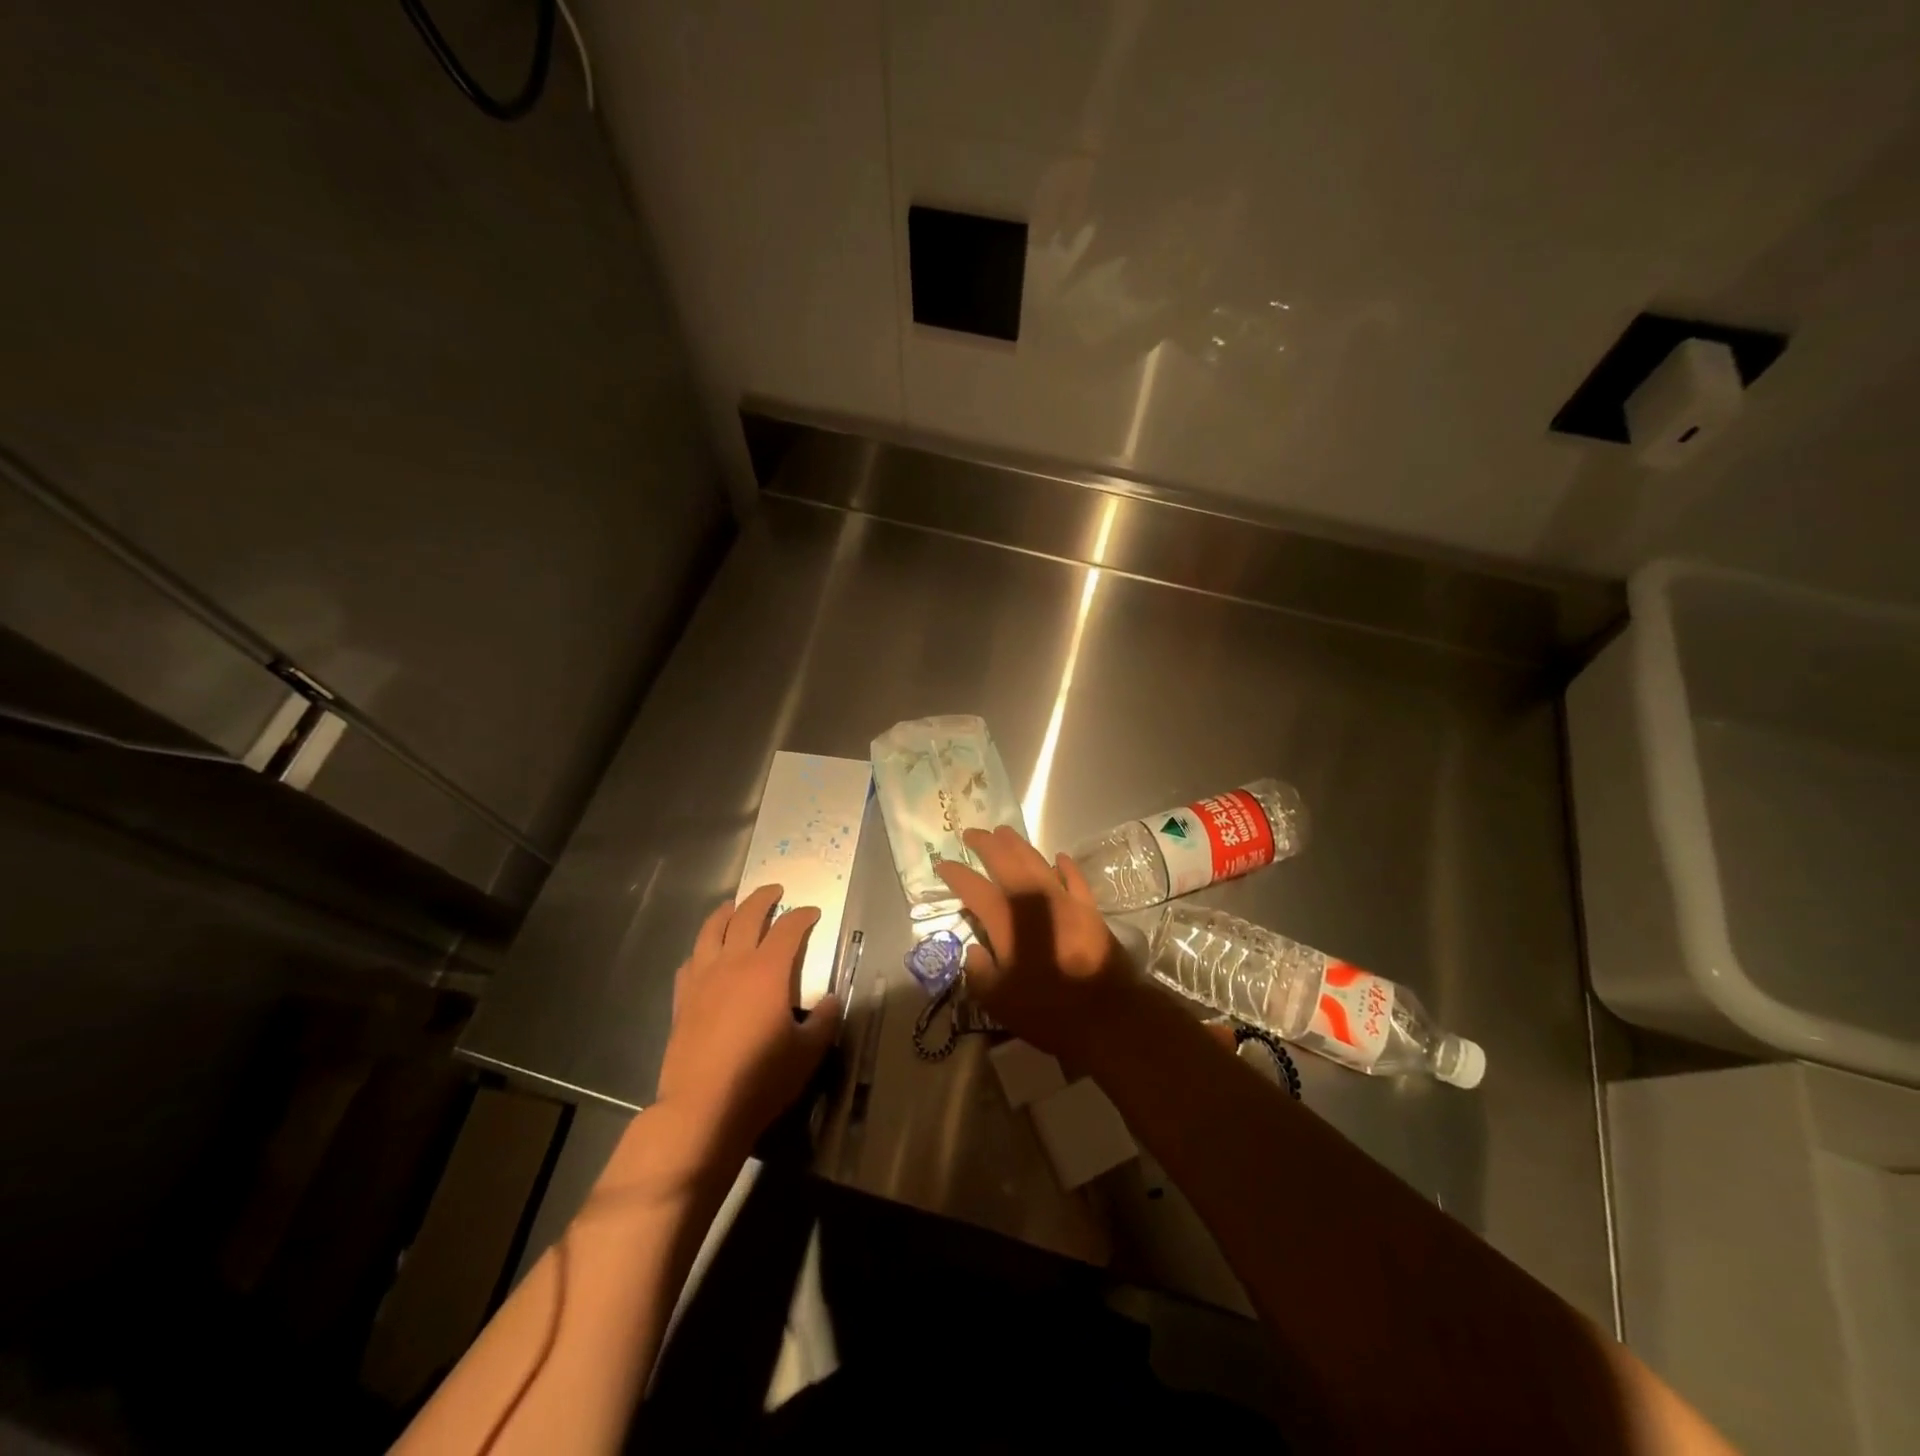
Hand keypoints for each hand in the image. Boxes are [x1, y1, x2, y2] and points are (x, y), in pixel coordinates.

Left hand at [653, 884, 839, 1155]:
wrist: (702, 1109)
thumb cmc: (761, 1079)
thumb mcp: (808, 1052)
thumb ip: (825, 1020)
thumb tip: (831, 1000)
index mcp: (767, 970)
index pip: (788, 928)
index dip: (803, 916)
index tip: (813, 912)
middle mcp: (733, 964)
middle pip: (747, 916)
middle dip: (763, 898)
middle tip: (775, 890)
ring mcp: (702, 979)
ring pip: (712, 930)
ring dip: (726, 912)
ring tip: (734, 906)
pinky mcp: (682, 999)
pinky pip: (691, 960)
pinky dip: (702, 947)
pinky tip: (706, 953)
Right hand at [933, 826, 1140, 1061]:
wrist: (1107, 1015)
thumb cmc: (1047, 1010)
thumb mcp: (998, 1002)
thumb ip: (979, 973)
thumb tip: (974, 951)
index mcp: (1007, 920)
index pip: (974, 889)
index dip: (956, 874)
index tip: (942, 864)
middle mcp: (1034, 900)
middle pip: (1006, 861)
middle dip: (986, 844)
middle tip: (972, 833)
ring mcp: (1064, 900)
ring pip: (1037, 861)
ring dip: (1018, 845)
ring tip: (1004, 833)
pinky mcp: (1089, 908)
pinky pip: (1074, 877)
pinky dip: (1063, 865)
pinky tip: (1057, 857)